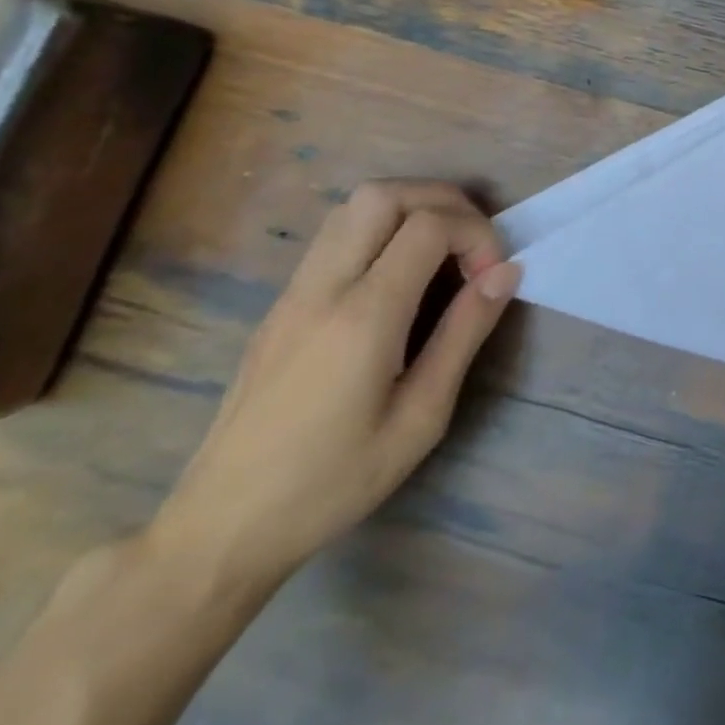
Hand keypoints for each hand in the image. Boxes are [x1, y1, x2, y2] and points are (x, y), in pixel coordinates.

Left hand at [147, 180, 521, 589]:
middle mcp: (324, 287)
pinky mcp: (281, 304)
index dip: (476, 234)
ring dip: (410, 208)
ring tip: (442, 251)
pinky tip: (399, 275)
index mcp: (364, 316)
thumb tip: (506, 271)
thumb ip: (464, 334)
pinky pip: (335, 235)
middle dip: (443, 201)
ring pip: (354, 206)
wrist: (219, 530)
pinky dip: (380, 228)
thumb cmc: (331, 482)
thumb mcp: (419, 418)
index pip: (429, 226)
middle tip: (472, 243)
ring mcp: (294, 292)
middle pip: (385, 194)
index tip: (493, 275)